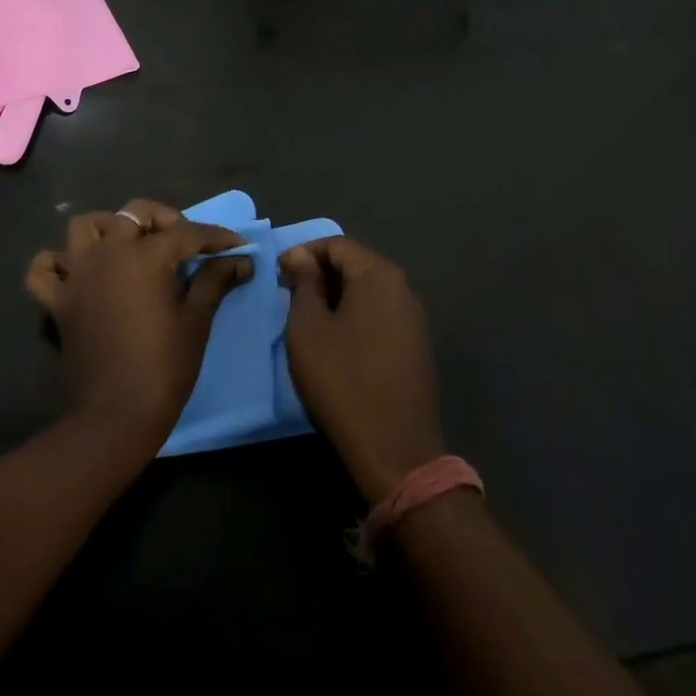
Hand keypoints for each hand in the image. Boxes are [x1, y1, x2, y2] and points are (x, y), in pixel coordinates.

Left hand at [25, 199, 251, 450]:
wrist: (116, 416)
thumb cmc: (165, 366)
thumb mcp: (197, 320)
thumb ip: (215, 280)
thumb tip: (241, 260)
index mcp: (145, 255)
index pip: (187, 233)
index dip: (216, 238)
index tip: (237, 246)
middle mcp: (108, 253)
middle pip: (134, 214)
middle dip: (163, 221)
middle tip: (182, 245)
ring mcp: (77, 275)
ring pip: (84, 228)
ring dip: (107, 229)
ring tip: (128, 248)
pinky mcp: (57, 301)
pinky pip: (44, 270)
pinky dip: (57, 264)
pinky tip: (77, 272)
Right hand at [278, 236, 443, 504]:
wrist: (396, 452)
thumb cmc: (342, 382)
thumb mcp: (308, 329)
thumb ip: (304, 285)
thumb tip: (301, 257)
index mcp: (378, 275)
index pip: (337, 244)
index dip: (304, 253)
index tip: (278, 273)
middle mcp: (403, 287)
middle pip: (356, 263)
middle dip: (320, 273)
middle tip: (289, 293)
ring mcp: (414, 318)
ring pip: (369, 289)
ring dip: (337, 294)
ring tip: (308, 316)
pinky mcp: (417, 346)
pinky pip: (381, 313)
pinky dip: (356, 314)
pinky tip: (337, 339)